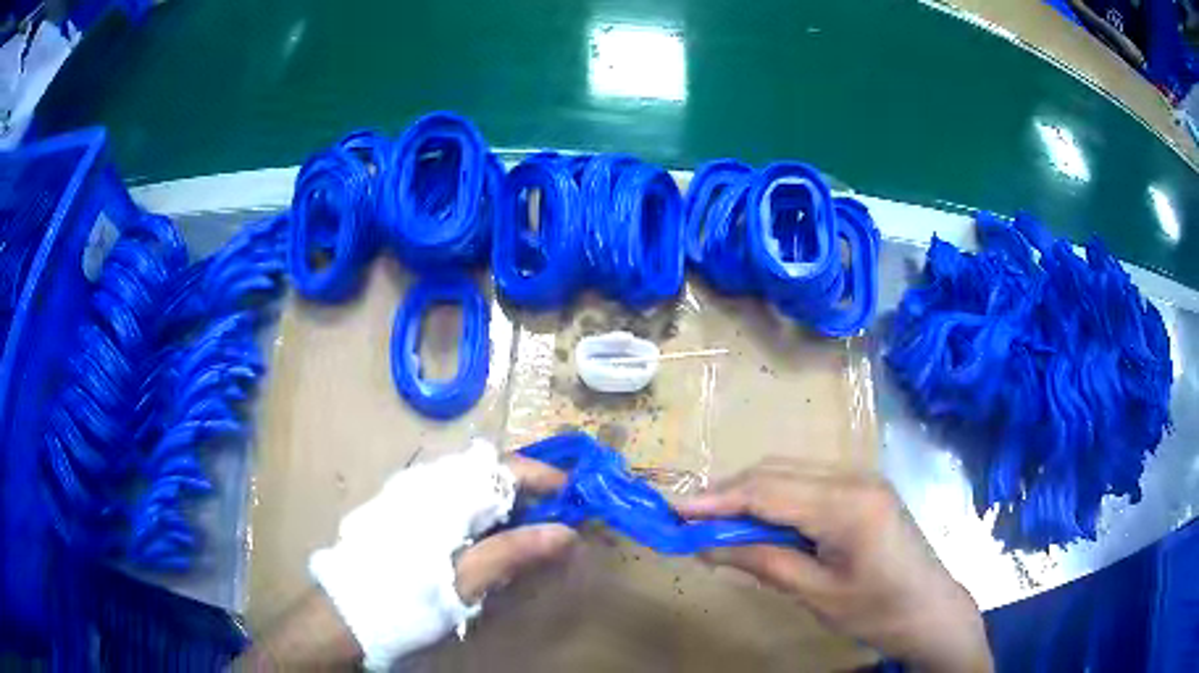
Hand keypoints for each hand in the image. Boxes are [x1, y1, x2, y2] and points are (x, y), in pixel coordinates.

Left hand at [242, 453, 575, 669]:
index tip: (572, 494)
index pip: (504, 469)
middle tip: (551, 517)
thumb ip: (514, 552)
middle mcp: (427, 482)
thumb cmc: (407, 597)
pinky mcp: (399, 508)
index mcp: (446, 495)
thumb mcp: (466, 580)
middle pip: (487, 470)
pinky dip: (474, 508)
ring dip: (499, 499)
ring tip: (522, 527)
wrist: (346, 611)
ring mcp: (410, 493)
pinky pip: (447, 494)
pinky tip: (479, 534)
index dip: (542, 476)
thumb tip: (566, 533)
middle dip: (524, 489)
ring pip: (467, 482)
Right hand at [678, 459, 991, 672]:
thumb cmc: (877, 611)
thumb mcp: (817, 594)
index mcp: (848, 505)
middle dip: (728, 492)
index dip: (715, 499)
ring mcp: (861, 478)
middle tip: (688, 519)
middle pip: (776, 472)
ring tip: (715, 522)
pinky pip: (808, 483)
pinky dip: (775, 498)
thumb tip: (707, 547)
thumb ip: (762, 562)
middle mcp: (855, 477)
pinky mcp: (862, 488)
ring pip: (789, 472)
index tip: (672, 510)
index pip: (768, 491)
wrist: (930, 610)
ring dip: (749, 493)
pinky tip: (758, 520)